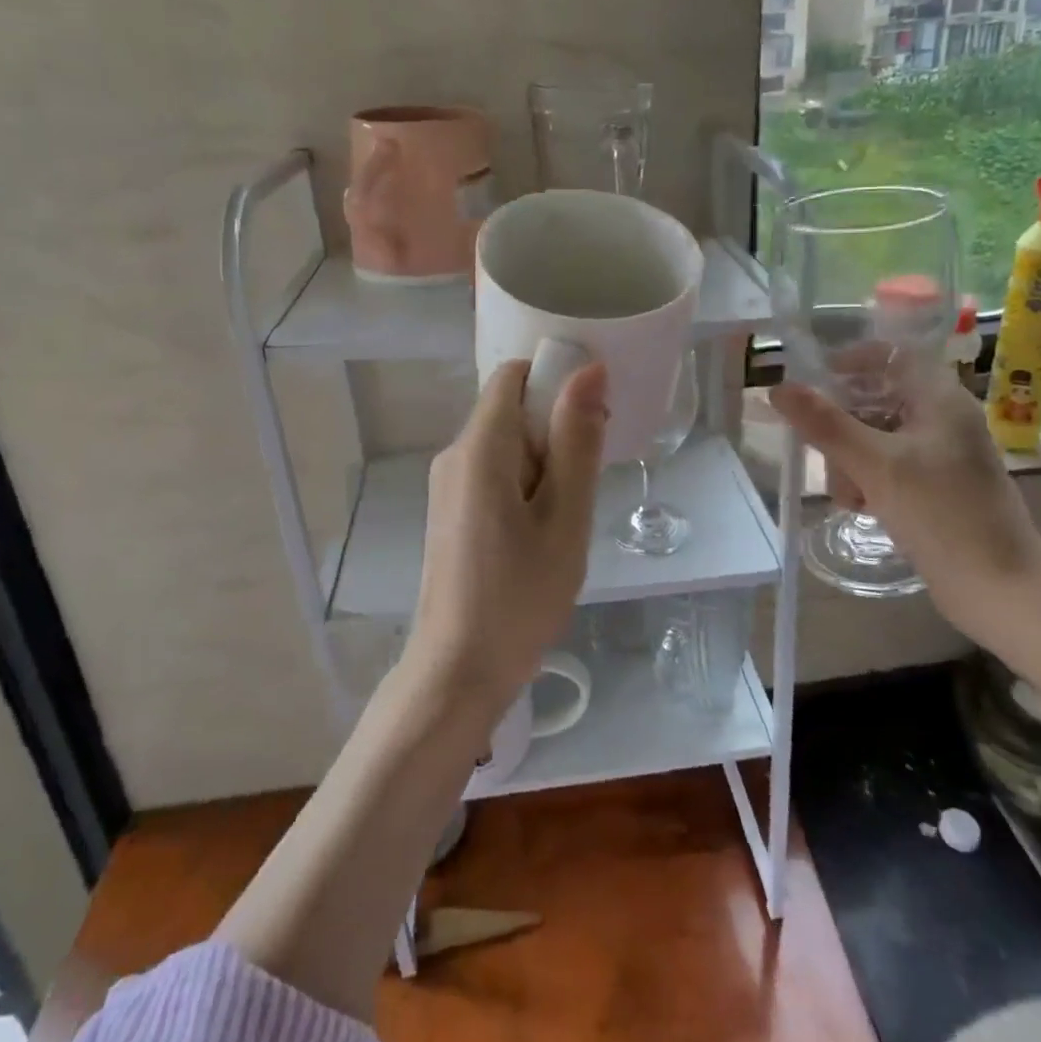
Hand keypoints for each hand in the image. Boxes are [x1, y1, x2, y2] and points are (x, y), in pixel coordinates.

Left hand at [403, 359, 608, 721]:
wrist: (458, 671)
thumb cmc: (520, 595)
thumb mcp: (565, 517)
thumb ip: (577, 440)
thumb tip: (589, 369)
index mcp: (480, 447)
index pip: (514, 375)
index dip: (556, 380)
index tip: (593, 417)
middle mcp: (453, 455)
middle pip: (509, 408)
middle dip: (554, 428)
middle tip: (588, 478)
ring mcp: (447, 485)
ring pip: (504, 443)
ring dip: (544, 461)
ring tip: (568, 513)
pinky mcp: (450, 511)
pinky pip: (492, 473)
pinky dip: (524, 483)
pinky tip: (543, 529)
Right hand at [770, 361, 1040, 647]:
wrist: (1001, 589)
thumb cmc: (942, 515)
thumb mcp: (875, 465)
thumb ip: (825, 425)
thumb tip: (778, 388)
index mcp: (940, 399)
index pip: (891, 355)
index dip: (851, 360)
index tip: (814, 380)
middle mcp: (943, 418)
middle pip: (877, 398)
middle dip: (842, 424)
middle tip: (820, 451)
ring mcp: (941, 455)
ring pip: (877, 437)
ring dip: (851, 459)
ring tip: (847, 494)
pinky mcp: (937, 487)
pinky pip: (889, 467)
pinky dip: (869, 479)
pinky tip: (862, 506)